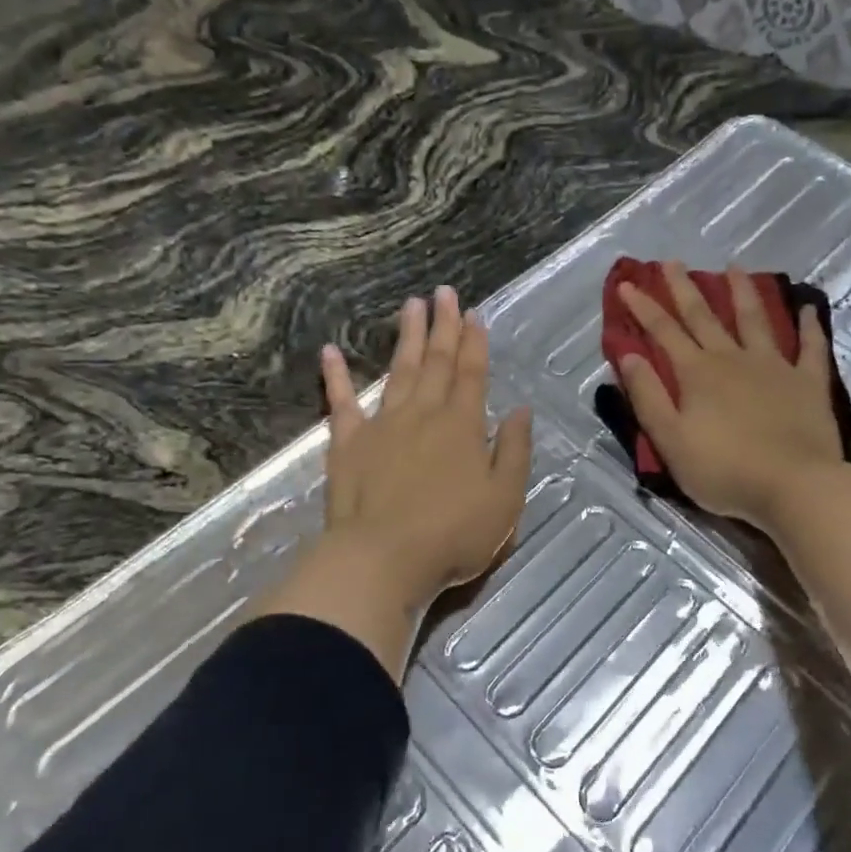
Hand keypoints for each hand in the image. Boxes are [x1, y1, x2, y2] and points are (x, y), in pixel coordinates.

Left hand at [317, 287, 533, 610]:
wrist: (383, 559)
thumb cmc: (453, 534)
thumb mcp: (505, 498)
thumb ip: (514, 450)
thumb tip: (521, 410)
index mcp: (463, 425)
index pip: (472, 373)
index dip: (474, 342)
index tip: (474, 313)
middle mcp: (424, 413)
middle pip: (436, 361)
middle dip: (443, 325)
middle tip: (443, 292)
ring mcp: (383, 424)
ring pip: (399, 370)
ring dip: (407, 337)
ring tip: (410, 305)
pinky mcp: (348, 443)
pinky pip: (341, 402)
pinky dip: (336, 376)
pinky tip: (329, 350)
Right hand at [616, 263, 844, 534]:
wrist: (795, 486)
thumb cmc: (724, 469)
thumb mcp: (670, 440)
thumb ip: (647, 396)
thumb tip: (627, 355)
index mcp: (697, 373)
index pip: (663, 332)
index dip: (643, 307)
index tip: (628, 283)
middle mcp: (733, 359)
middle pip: (704, 316)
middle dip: (684, 288)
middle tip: (671, 262)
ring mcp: (774, 366)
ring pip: (754, 320)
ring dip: (742, 292)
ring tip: (734, 267)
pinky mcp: (808, 383)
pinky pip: (810, 347)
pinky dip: (809, 326)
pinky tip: (808, 308)